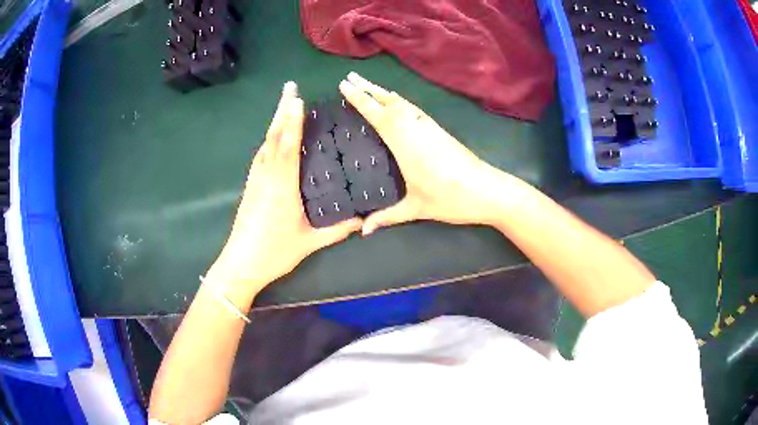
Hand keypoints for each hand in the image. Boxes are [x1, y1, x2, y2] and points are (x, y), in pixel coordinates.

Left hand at [207, 82, 361, 306]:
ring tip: (284, 105)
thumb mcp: (309, 243)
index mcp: (282, 187)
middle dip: (281, 110)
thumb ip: (337, 231)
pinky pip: (261, 155)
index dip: (292, 122)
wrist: (241, 264)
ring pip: (265, 144)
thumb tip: (361, 221)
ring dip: (274, 122)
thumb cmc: (274, 253)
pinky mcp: (250, 186)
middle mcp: (266, 177)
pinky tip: (273, 136)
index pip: (287, 147)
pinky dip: (269, 139)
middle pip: (273, 137)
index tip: (298, 99)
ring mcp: (255, 180)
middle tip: (289, 88)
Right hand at [339, 73, 511, 234]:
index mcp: (404, 142)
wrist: (488, 190)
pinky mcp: (439, 130)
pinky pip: (413, 109)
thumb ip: (387, 217)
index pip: (377, 114)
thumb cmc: (451, 198)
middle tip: (349, 77)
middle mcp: (415, 128)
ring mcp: (429, 127)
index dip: (359, 99)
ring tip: (367, 85)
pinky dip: (399, 101)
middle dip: (367, 87)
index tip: (344, 85)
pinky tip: (396, 103)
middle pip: (388, 101)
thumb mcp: (416, 208)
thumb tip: (363, 231)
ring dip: (383, 92)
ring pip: (402, 102)